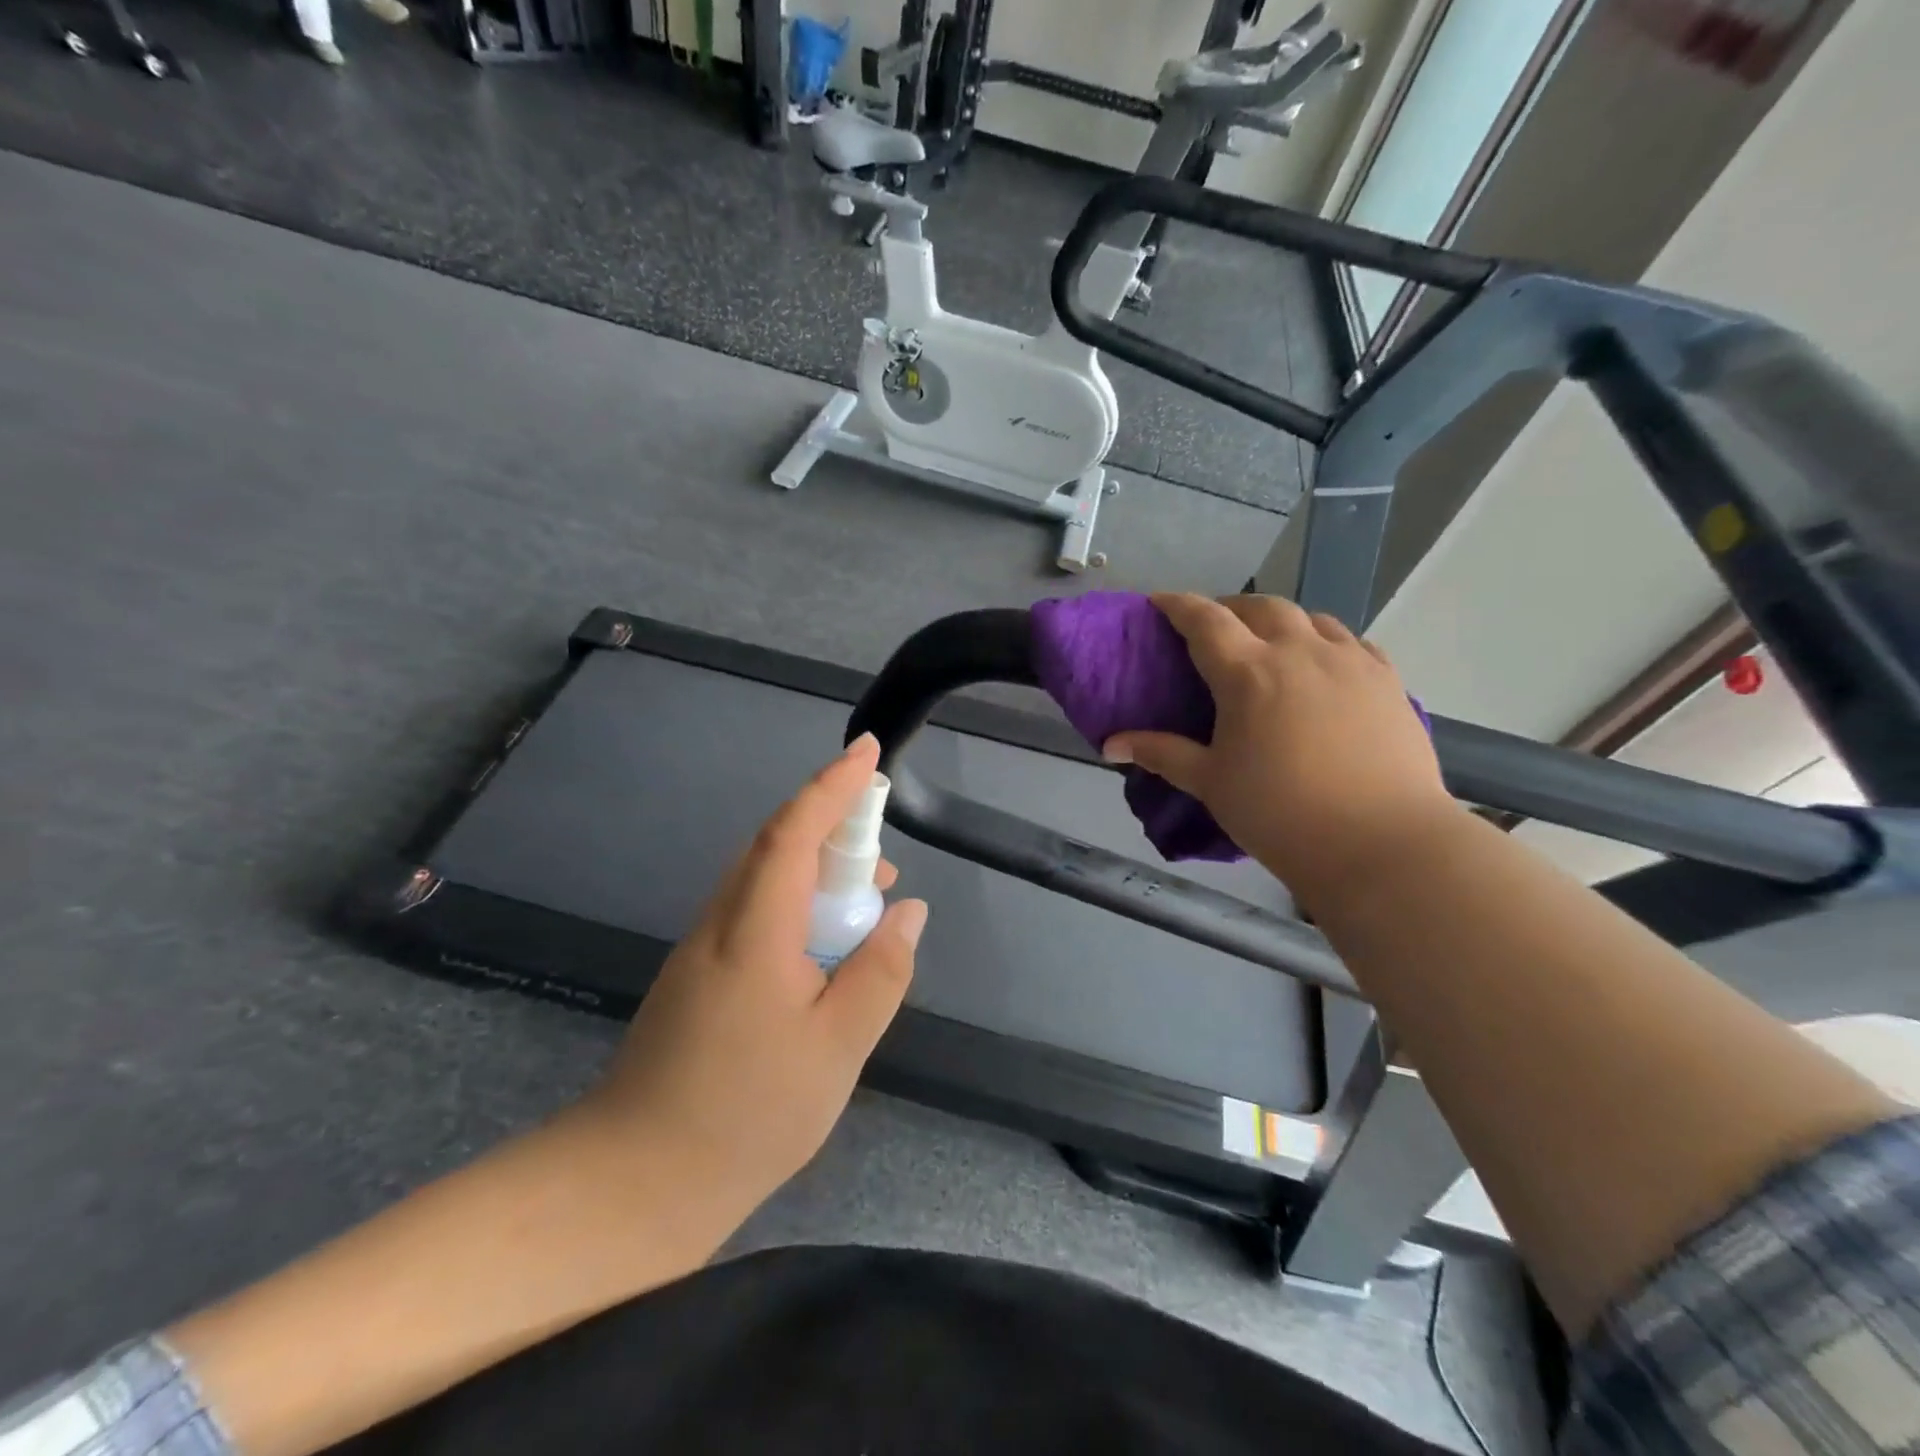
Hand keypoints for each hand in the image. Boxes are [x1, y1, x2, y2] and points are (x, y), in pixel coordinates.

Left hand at [578, 733, 928, 1219]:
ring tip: (868, 898)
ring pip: (765, 881)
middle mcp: (723, 922)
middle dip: (832, 825)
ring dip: (817, 870)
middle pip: (777, 846)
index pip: (794, 830)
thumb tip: (907, 910)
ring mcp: (704, 950)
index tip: (866, 751)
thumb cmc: (746, 1113)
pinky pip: (757, 914)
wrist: (634, 1183)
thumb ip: (880, 971)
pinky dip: (799, 906)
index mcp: (755, 928)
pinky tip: (825, 947)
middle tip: (884, 848)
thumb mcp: (837, 1047)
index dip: (833, 785)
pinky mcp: (700, 977)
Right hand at [1102, 593, 1453, 901]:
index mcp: (1249, 673)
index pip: (1205, 620)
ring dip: (1280, 620)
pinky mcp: (1387, 680)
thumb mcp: (1211, 783)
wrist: (1381, 843)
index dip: (1178, 605)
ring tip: (1268, 643)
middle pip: (1260, 607)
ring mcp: (1350, 661)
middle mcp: (1300, 652)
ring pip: (1310, 617)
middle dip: (1230, 608)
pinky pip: (1351, 641)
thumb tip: (1111, 744)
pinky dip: (1324, 641)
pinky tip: (1321, 664)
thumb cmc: (1281, 814)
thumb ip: (1161, 753)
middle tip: (1213, 629)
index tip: (1159, 601)